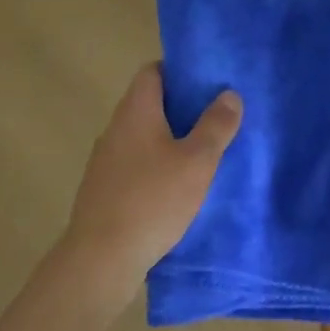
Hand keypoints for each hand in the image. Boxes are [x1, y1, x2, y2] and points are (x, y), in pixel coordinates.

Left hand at [61, 63, 241, 301]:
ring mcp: (105, 160)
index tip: (206, 82)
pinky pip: (134, 165)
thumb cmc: (152, 200)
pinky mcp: (103, 190)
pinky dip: (154, 167)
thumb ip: (216, 125)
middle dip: (180, 108)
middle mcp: (116, 127)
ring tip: (200, 154)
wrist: (100, 260)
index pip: (153, 71)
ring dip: (168, 140)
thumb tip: (229, 94)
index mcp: (136, 110)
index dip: (179, 71)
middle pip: (149, 103)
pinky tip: (175, 189)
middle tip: (214, 119)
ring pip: (142, 136)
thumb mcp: (197, 162)